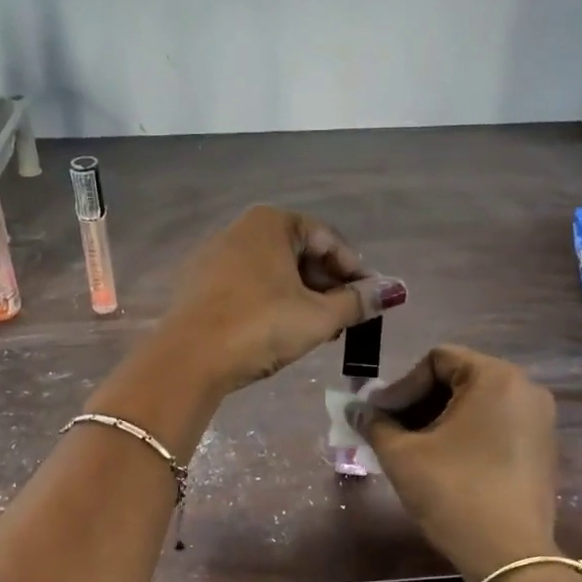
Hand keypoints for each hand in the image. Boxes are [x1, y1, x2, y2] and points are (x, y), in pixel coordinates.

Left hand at [155, 206, 405, 392]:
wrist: (187, 359)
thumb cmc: (260, 326)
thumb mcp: (318, 317)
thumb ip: (358, 302)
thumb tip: (394, 292)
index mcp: (271, 222)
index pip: (328, 239)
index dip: (356, 270)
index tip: (371, 300)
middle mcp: (240, 229)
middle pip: (299, 253)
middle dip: (328, 285)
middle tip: (346, 317)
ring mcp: (214, 256)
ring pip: (273, 271)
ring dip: (302, 297)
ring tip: (319, 329)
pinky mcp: (198, 285)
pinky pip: (248, 285)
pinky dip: (271, 302)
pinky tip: (280, 331)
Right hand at [348, 345, 558, 579]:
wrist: (510, 556)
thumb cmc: (454, 494)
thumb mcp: (403, 456)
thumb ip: (375, 425)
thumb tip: (353, 410)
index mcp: (496, 378)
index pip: (436, 361)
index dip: (401, 386)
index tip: (380, 417)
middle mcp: (525, 389)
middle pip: (457, 379)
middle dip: (417, 403)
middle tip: (389, 431)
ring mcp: (539, 420)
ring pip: (475, 404)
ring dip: (437, 419)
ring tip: (410, 448)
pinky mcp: (542, 448)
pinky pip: (495, 424)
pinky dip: (464, 434)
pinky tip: (441, 461)